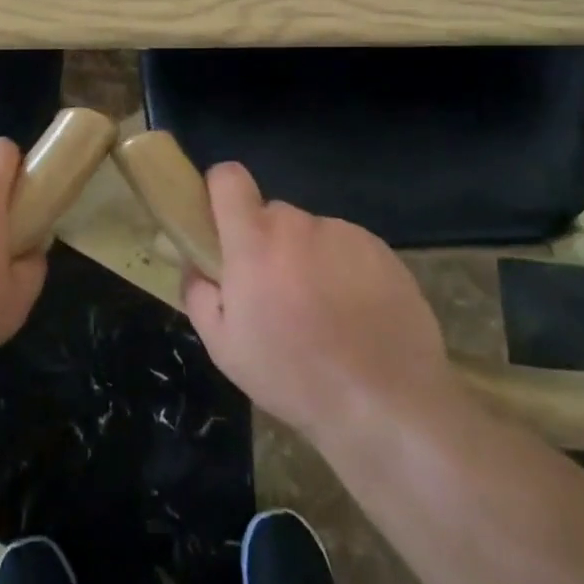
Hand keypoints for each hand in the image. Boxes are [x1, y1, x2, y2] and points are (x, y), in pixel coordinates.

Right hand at [182, 162, 455, 443]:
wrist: (387, 406)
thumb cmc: (293, 378)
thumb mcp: (224, 347)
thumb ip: (198, 291)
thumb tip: (196, 261)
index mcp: (255, 241)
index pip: (228, 177)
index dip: (219, 192)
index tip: (221, 226)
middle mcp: (300, 224)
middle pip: (271, 213)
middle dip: (265, 243)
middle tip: (275, 293)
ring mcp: (346, 234)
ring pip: (310, 233)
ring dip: (306, 258)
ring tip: (322, 313)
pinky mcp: (382, 250)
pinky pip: (347, 247)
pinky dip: (343, 270)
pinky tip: (354, 315)